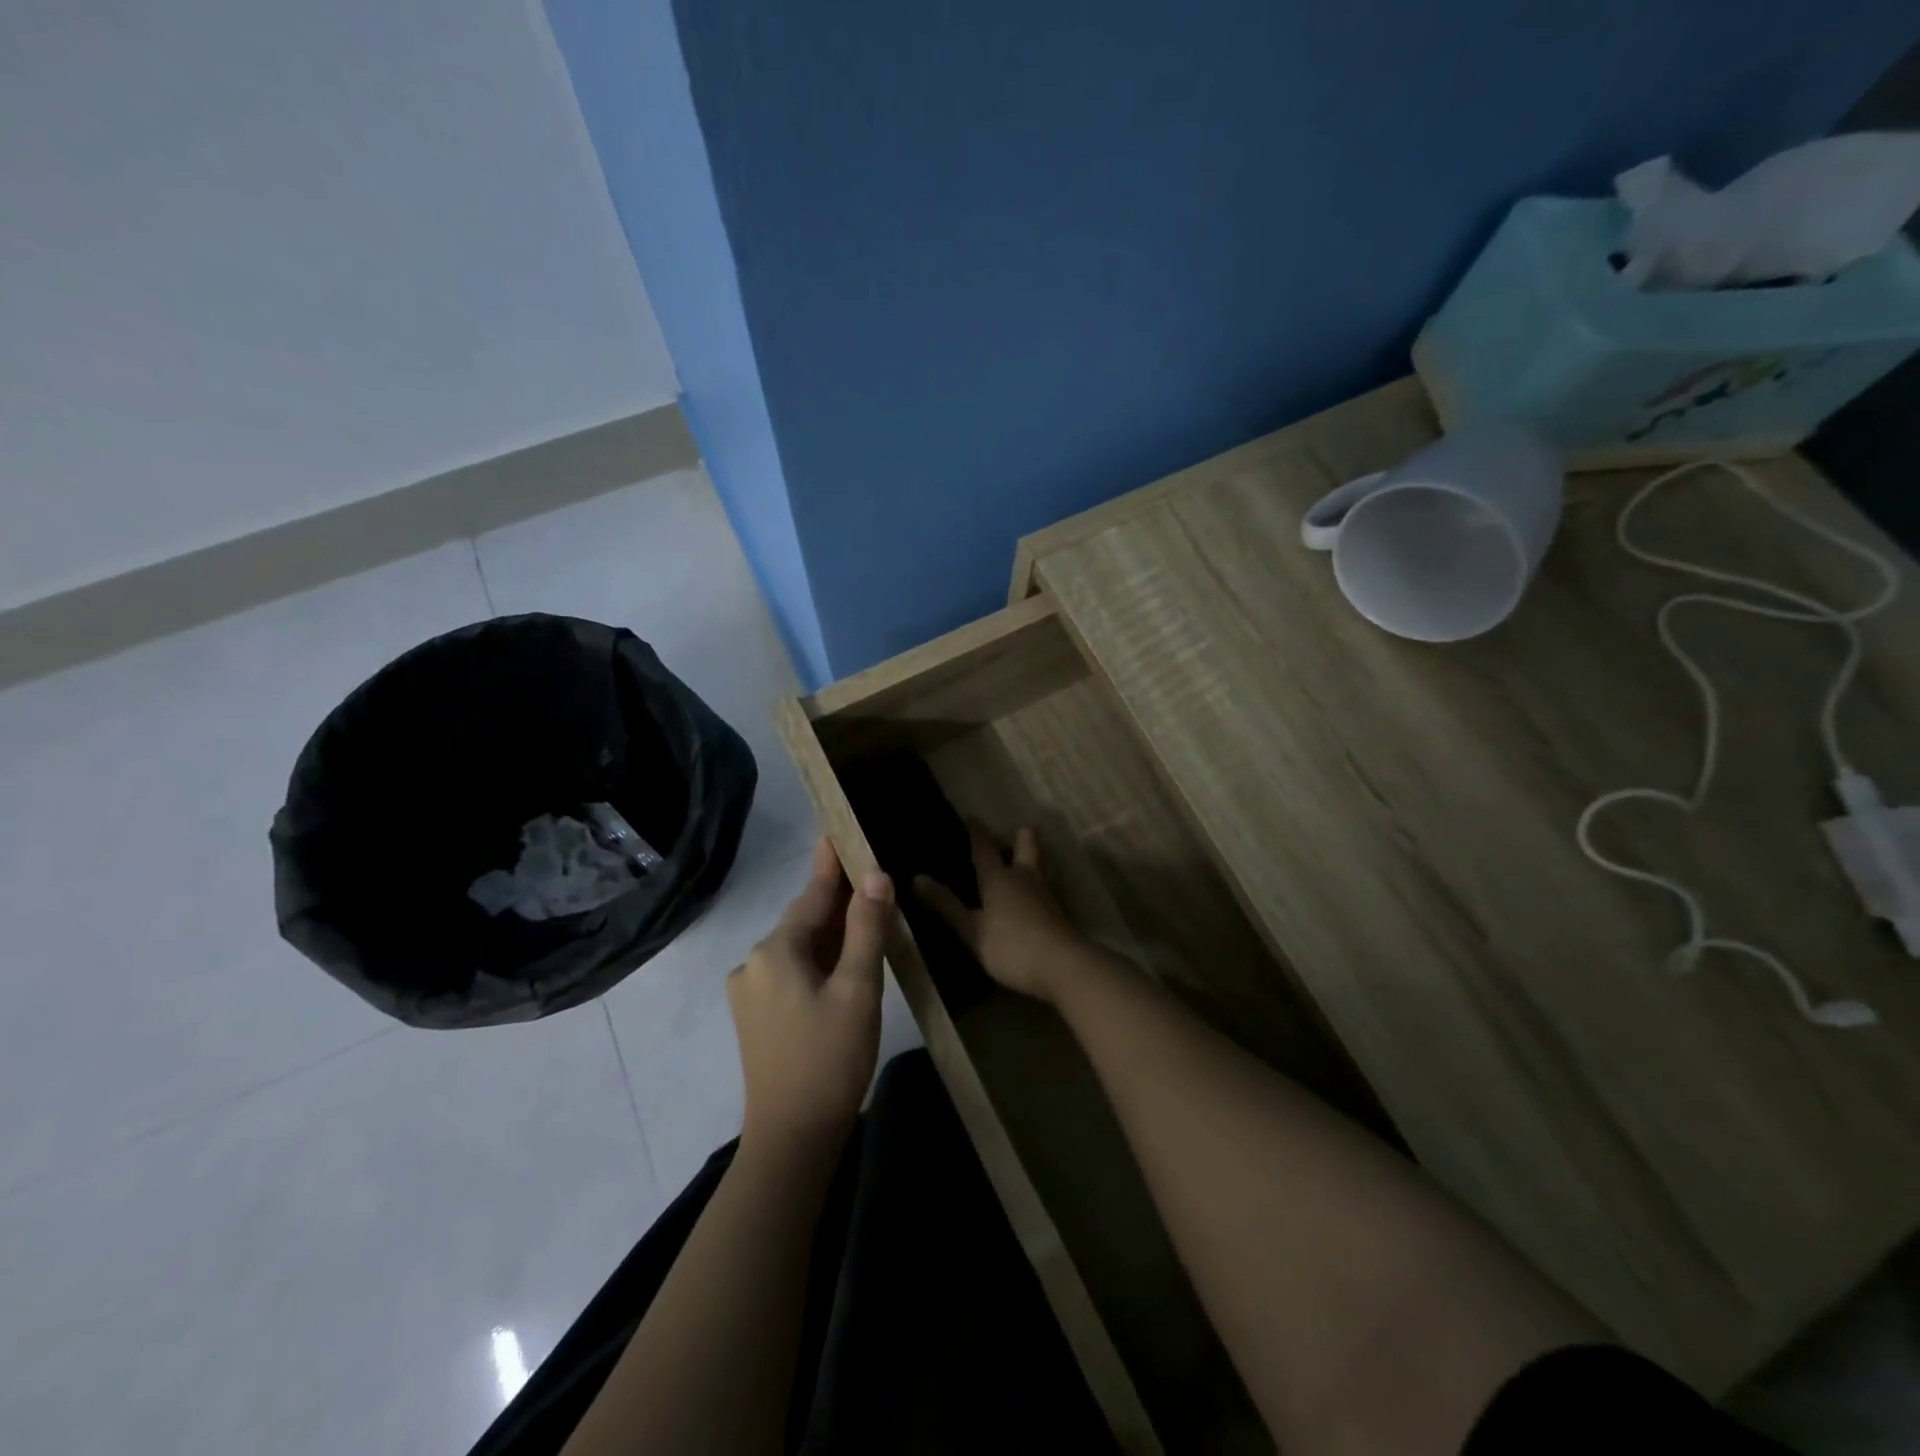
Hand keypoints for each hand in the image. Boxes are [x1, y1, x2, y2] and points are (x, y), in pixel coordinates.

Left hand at [729, 839, 891, 1150]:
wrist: (791, 1140)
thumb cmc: (829, 1060)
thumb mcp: (858, 990)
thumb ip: (866, 928)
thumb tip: (875, 874)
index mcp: (775, 951)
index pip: (811, 893)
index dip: (831, 861)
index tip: (840, 828)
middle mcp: (755, 962)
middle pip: (804, 919)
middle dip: (836, 897)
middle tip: (869, 870)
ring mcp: (751, 990)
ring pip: (800, 945)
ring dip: (831, 929)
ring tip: (864, 909)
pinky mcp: (756, 1015)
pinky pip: (793, 969)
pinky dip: (820, 956)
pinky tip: (844, 959)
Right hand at [913, 825, 1088, 1002]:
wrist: (1062, 966)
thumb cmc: (1010, 946)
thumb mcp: (971, 930)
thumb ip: (946, 905)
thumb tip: (916, 878)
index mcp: (999, 877)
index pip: (984, 846)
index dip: (976, 831)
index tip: (970, 818)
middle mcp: (1025, 876)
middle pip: (1026, 842)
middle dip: (1017, 835)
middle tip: (1006, 838)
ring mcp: (1047, 891)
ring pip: (1044, 861)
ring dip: (1035, 855)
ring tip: (1024, 860)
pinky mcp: (1062, 909)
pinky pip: (1052, 883)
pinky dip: (1044, 880)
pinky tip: (1039, 893)